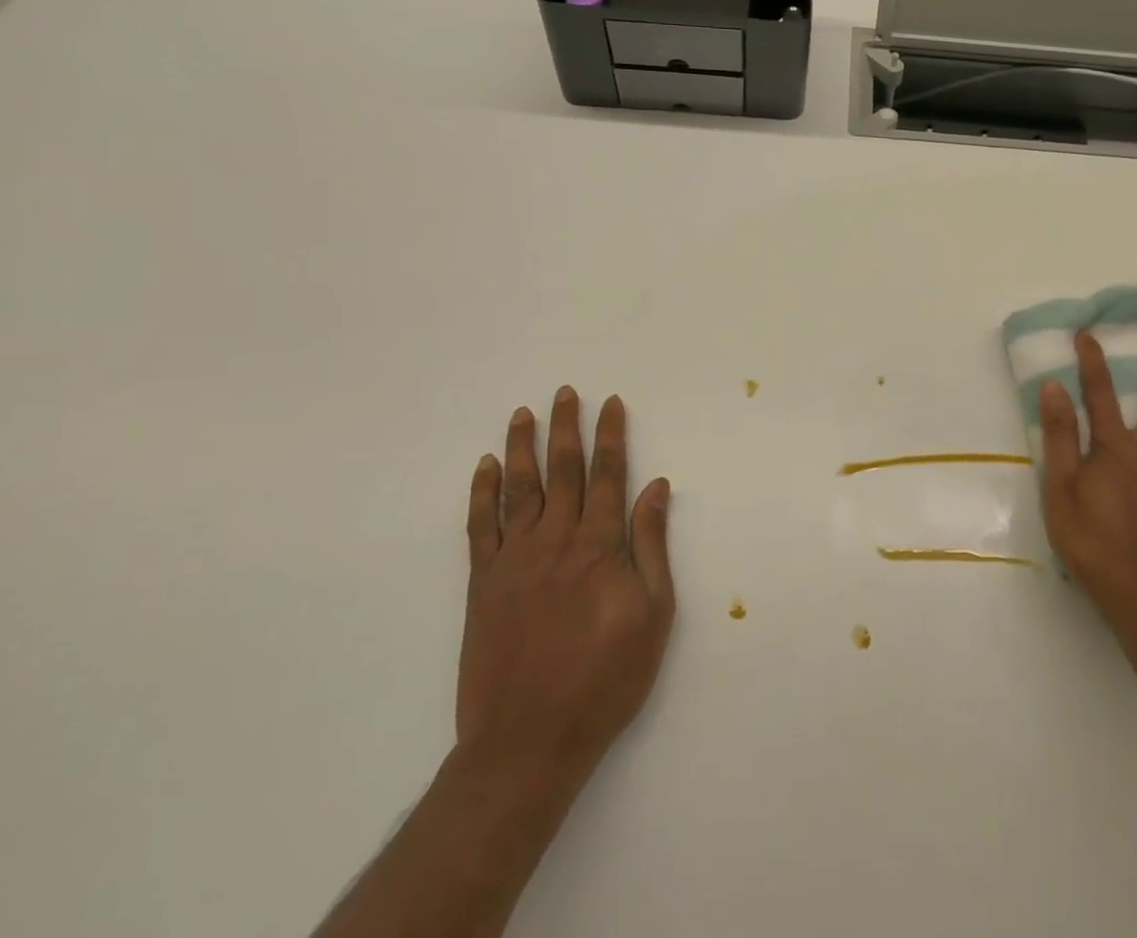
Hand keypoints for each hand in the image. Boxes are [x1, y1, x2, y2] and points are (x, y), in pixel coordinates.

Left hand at [456, 388, 675, 788]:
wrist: (527, 743)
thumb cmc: (605, 680)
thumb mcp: (652, 615)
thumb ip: (651, 546)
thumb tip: (656, 487)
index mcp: (599, 547)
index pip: (608, 475)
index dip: (610, 436)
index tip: (610, 403)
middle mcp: (555, 541)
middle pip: (562, 470)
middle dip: (566, 428)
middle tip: (565, 392)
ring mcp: (514, 560)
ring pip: (519, 489)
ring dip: (522, 447)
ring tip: (524, 413)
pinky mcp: (482, 584)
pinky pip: (480, 527)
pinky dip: (482, 493)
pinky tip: (486, 467)